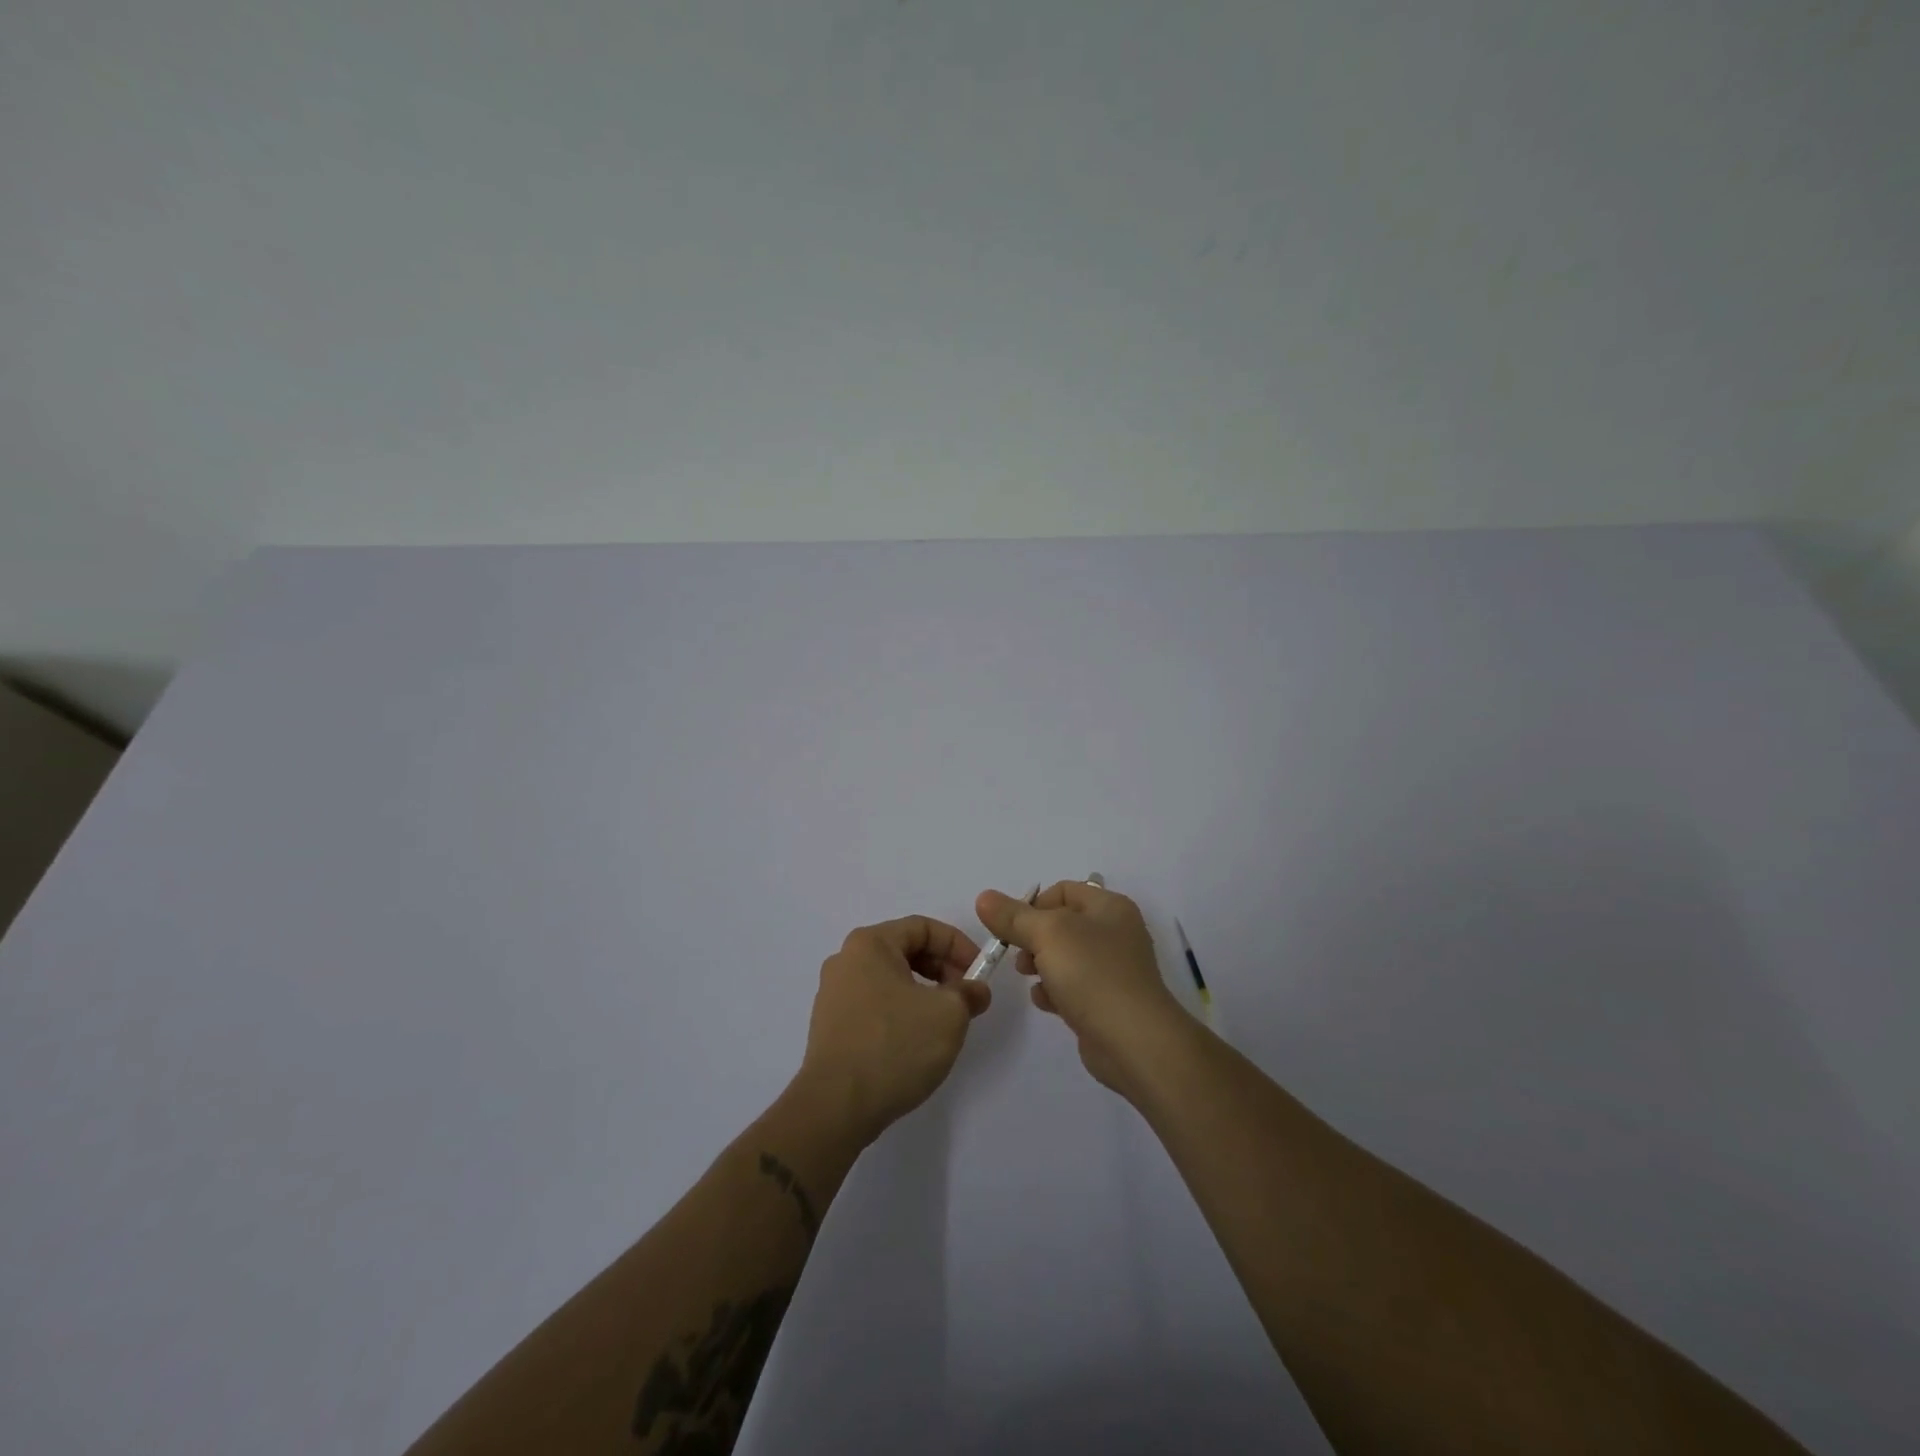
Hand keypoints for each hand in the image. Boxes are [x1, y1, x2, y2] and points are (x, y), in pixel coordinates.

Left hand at [798, 916, 991, 1142]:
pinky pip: (874, 1005)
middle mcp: (846, 960)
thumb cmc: (894, 1046)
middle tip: (965, 998)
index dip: (958, 945)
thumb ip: (968, 993)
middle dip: (942, 969)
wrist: (836, 1106)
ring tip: (944, 1023)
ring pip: (890, 979)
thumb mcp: (948, 1015)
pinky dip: (901, 1012)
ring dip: (923, 993)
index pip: (923, 927)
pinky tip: (915, 1042)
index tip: (979, 974)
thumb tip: (975, 990)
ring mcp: (833, 994)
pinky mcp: (830, 1026)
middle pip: (904, 950)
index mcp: (870, 944)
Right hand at [975, 881, 1185, 1095]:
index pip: (1063, 891)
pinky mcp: (1108, 1002)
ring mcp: (1113, 969)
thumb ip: (1013, 917)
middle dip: (1033, 938)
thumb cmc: (1092, 974)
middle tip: (1020, 956)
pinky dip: (1055, 991)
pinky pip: (1073, 987)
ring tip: (1029, 978)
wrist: (1134, 1041)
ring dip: (1041, 965)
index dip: (1033, 905)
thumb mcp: (1047, 934)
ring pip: (1065, 957)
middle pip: (1062, 924)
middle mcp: (1115, 932)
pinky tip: (1045, 1002)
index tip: (1012, 928)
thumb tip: (984, 898)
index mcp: (1109, 907)